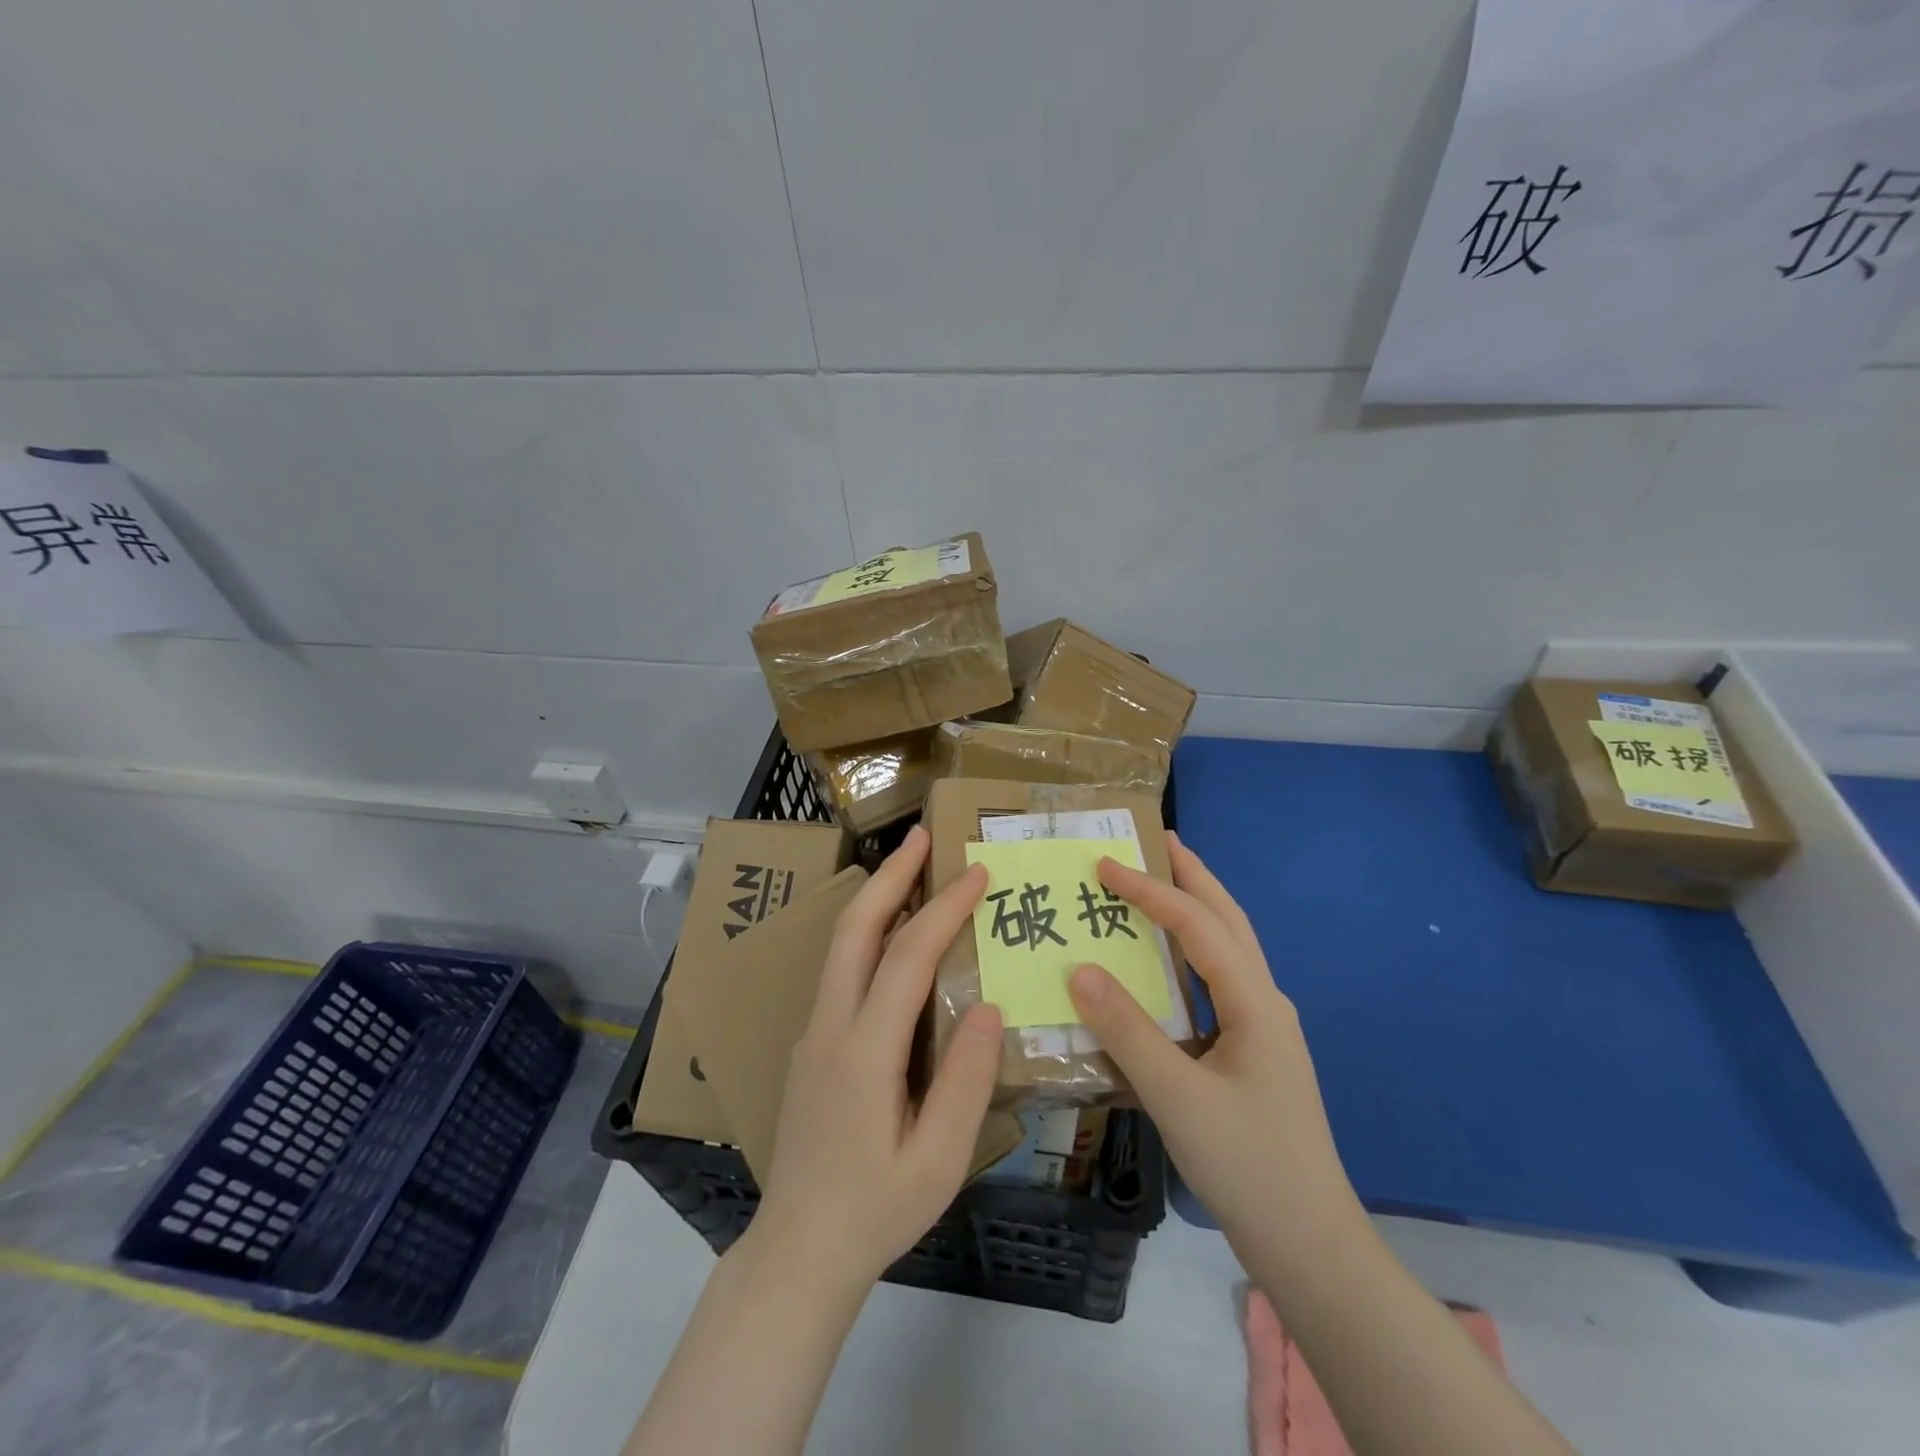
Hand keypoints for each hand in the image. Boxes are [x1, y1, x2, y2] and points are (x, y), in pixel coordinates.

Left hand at [749, 825, 1002, 1293]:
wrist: (798, 1249)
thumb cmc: (877, 1210)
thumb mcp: (938, 1161)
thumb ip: (966, 1082)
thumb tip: (989, 1005)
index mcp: (864, 1053)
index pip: (907, 958)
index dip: (944, 909)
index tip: (977, 873)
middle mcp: (830, 1027)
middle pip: (856, 930)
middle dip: (891, 875)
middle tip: (922, 836)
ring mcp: (814, 1031)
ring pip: (842, 944)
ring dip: (876, 897)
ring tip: (910, 866)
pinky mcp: (812, 1042)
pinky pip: (841, 969)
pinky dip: (869, 932)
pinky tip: (894, 932)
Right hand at [1068, 834, 1361, 1266]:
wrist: (1310, 1245)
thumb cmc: (1248, 1166)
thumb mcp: (1178, 1098)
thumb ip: (1127, 1031)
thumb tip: (1079, 969)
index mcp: (1255, 1002)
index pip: (1198, 926)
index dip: (1151, 890)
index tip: (1105, 865)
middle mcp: (1264, 1002)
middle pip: (1229, 919)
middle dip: (1193, 876)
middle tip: (1157, 840)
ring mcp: (1262, 1027)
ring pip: (1228, 948)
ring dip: (1196, 908)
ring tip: (1160, 881)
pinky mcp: (1252, 1051)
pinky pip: (1218, 981)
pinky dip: (1191, 951)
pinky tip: (1166, 962)